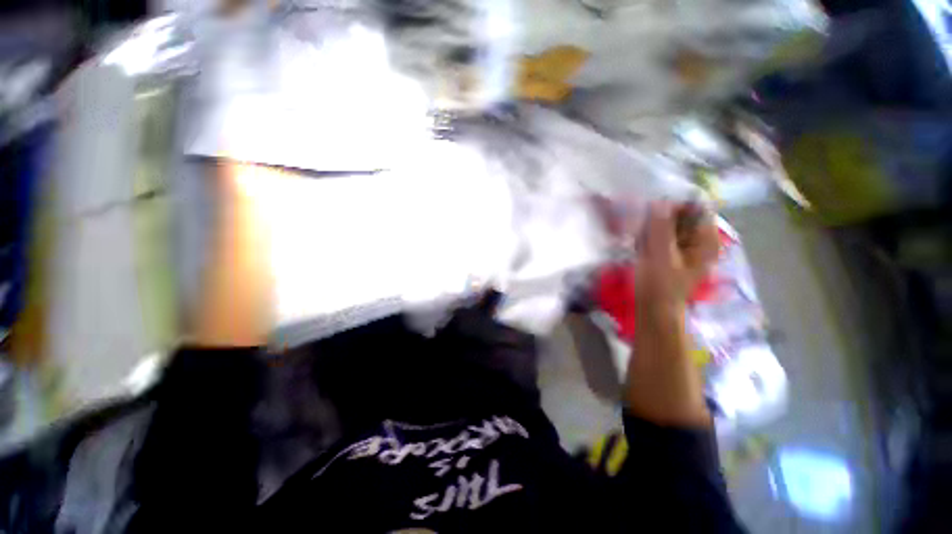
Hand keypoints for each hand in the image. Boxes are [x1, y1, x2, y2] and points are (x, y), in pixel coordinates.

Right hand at [635, 202, 719, 317]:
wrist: (652, 309)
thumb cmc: (659, 285)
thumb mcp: (661, 256)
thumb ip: (661, 229)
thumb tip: (659, 201)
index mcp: (706, 240)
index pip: (697, 209)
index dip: (676, 205)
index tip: (653, 209)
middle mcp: (698, 240)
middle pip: (682, 216)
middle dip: (660, 218)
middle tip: (643, 230)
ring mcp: (683, 246)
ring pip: (667, 225)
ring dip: (651, 229)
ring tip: (640, 242)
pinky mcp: (669, 252)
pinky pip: (659, 235)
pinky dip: (648, 237)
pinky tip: (639, 247)